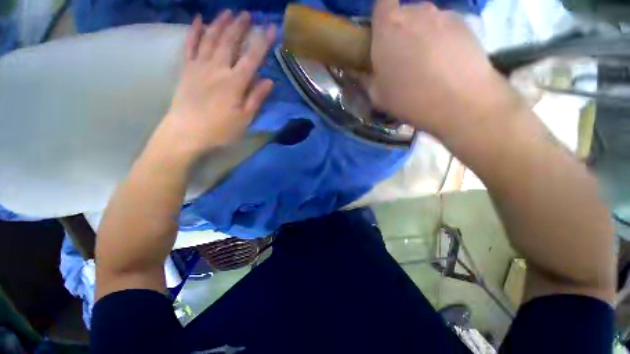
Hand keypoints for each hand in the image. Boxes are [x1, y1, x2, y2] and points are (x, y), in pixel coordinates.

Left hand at [155, 11, 275, 158]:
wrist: (185, 134)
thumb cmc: (220, 130)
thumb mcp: (244, 119)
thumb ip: (256, 98)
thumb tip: (269, 81)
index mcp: (234, 83)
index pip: (252, 58)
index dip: (262, 42)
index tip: (271, 28)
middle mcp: (217, 69)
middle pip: (230, 43)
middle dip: (240, 27)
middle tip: (247, 14)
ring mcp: (199, 67)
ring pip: (211, 39)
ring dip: (220, 24)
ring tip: (228, 12)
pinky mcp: (186, 70)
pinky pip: (190, 46)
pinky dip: (194, 32)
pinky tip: (199, 20)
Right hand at [370, 0, 521, 139]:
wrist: (459, 101)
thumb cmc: (409, 99)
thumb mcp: (377, 96)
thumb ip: (366, 79)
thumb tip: (361, 72)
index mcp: (388, 28)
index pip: (381, 3)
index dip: (381, 16)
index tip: (381, 35)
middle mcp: (415, 12)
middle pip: (404, 14)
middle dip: (401, 31)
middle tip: (403, 58)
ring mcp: (442, 15)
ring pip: (426, 20)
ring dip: (422, 35)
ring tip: (427, 62)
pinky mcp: (465, 23)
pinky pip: (445, 26)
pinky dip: (442, 39)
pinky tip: (446, 62)